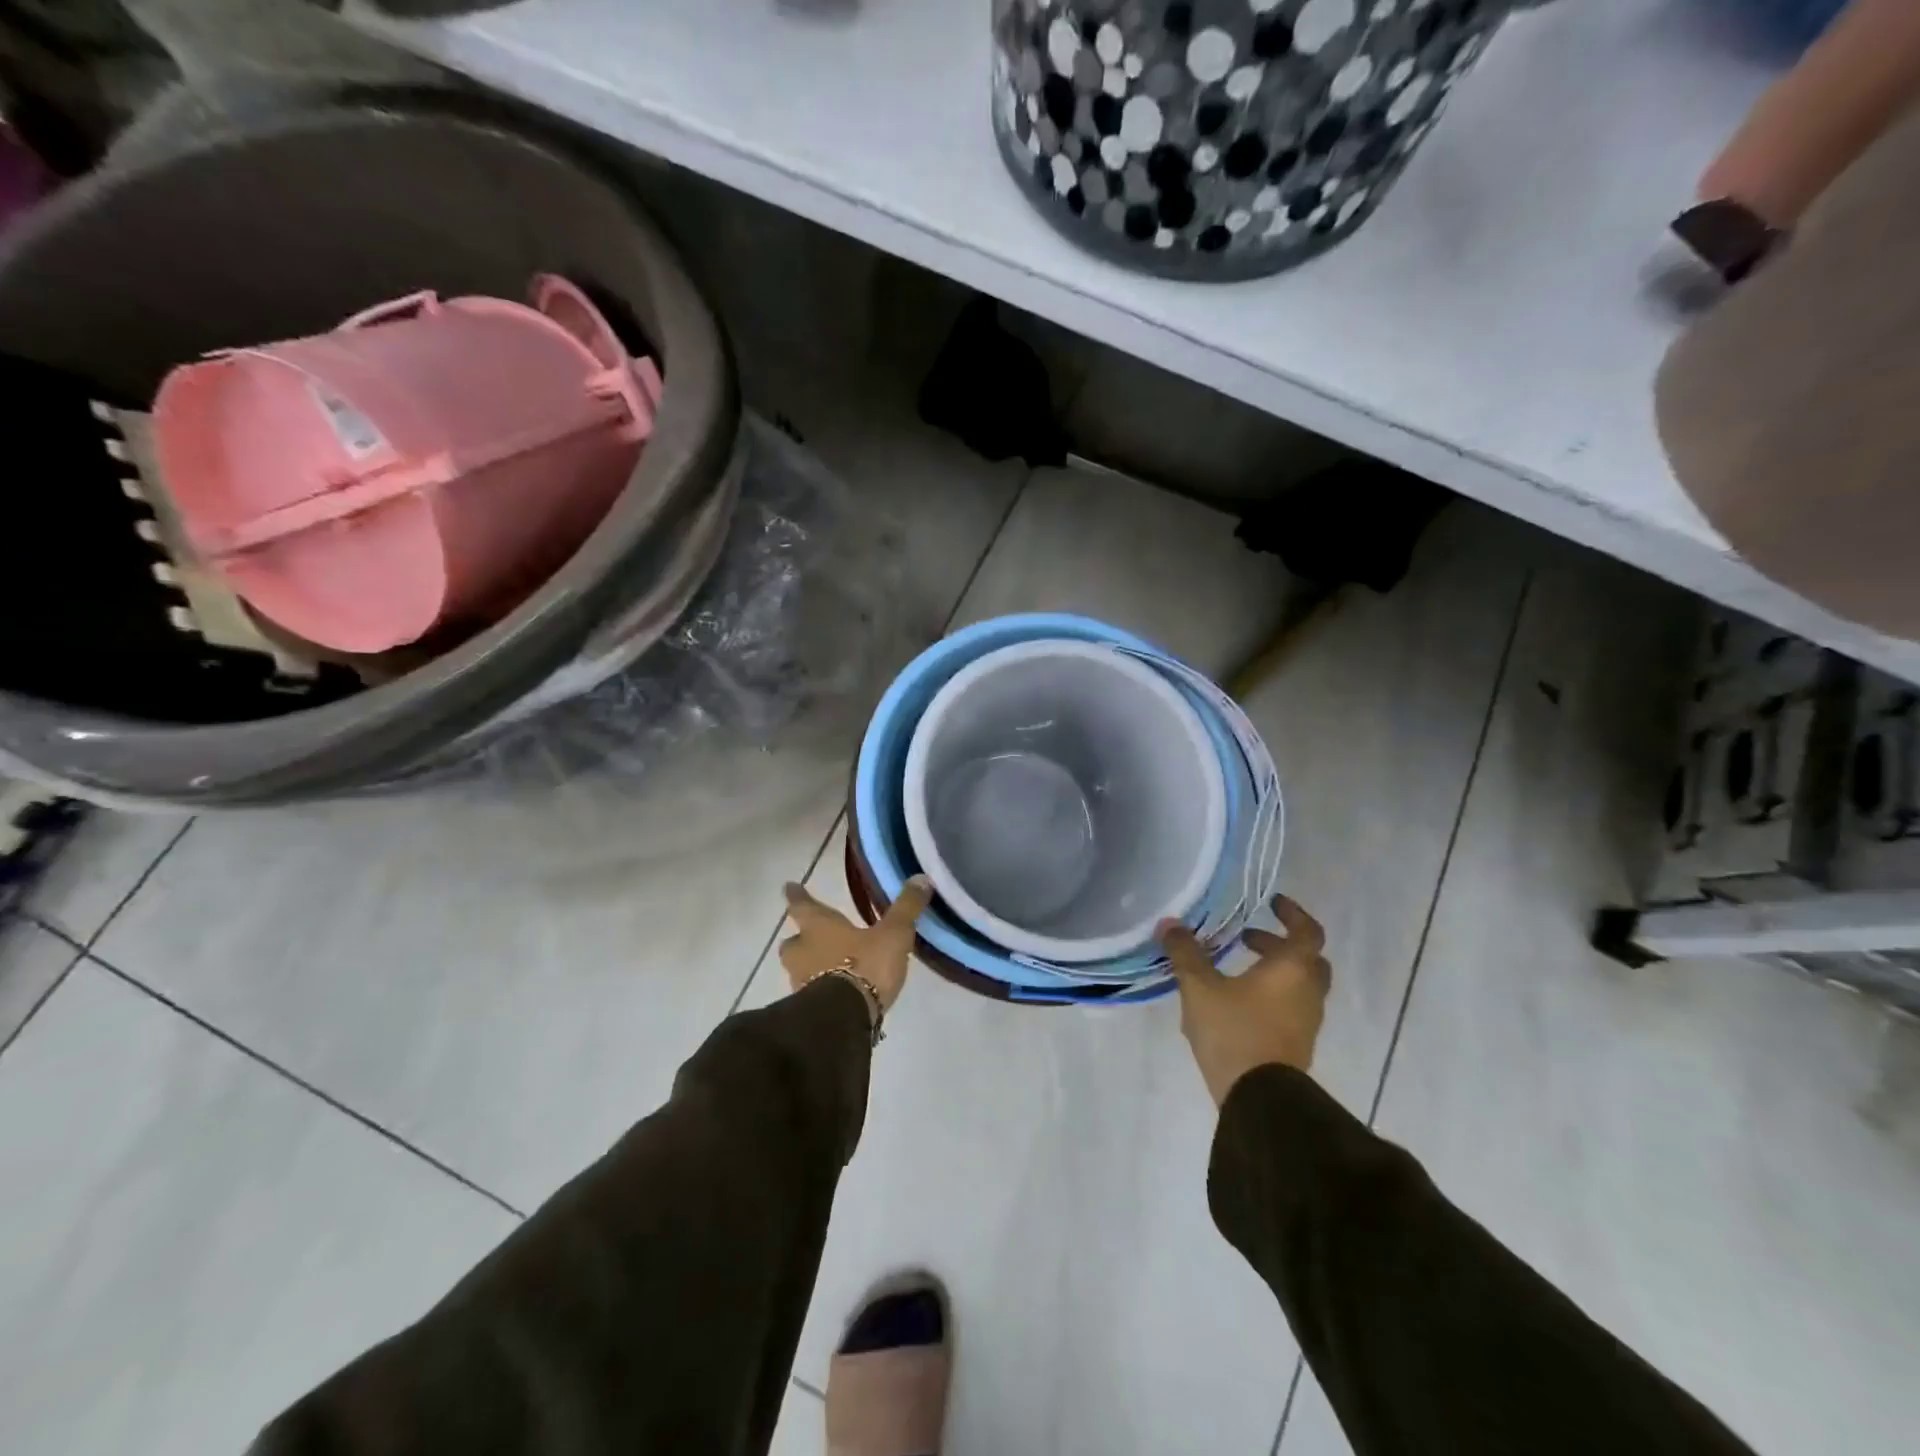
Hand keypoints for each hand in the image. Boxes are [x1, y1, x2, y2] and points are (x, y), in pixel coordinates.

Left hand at [779, 875, 931, 1013]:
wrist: (844, 1019)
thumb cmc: (864, 965)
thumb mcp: (893, 935)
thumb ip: (905, 908)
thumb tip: (920, 878)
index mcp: (818, 928)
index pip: (802, 906)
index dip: (797, 896)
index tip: (788, 887)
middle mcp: (803, 953)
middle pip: (792, 943)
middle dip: (800, 939)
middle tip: (811, 937)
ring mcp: (801, 983)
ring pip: (799, 969)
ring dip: (810, 967)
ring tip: (830, 968)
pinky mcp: (808, 1010)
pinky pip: (810, 994)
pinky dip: (820, 990)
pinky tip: (838, 994)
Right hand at [1158, 896, 1331, 1106]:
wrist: (1259, 1100)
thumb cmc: (1234, 1031)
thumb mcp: (1200, 987)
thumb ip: (1186, 953)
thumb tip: (1170, 923)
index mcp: (1293, 969)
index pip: (1307, 930)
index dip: (1292, 913)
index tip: (1271, 903)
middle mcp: (1307, 991)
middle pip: (1306, 959)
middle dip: (1278, 944)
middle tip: (1247, 938)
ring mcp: (1306, 1021)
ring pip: (1298, 985)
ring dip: (1273, 971)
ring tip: (1234, 969)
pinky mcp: (1296, 1045)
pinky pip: (1289, 1008)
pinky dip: (1270, 995)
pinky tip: (1235, 1002)